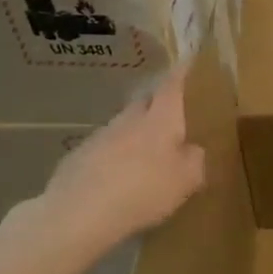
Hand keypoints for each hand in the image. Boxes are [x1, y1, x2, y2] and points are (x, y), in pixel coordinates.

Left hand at [4, 69, 205, 265]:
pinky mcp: (77, 157)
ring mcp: (100, 136)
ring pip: (123, 125)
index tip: (187, 60)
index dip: (181, 72)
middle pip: (144, 102)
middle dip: (157, 103)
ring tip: (144, 154)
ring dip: (135, 133)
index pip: (172, 86)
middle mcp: (129, 120)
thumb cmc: (143, 190)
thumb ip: (195, 159)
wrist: (78, 212)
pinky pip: (103, 149)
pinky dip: (114, 156)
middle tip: (170, 114)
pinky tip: (116, 178)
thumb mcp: (187, 179)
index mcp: (160, 119)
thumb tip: (192, 149)